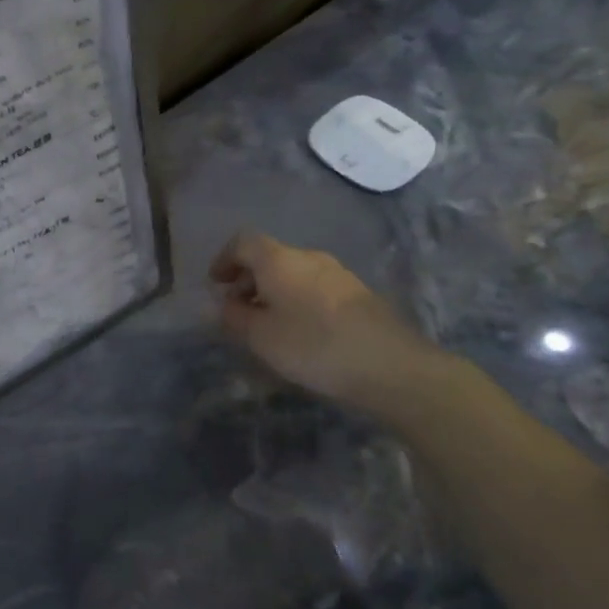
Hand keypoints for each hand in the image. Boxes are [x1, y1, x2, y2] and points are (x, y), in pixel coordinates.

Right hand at [209, 232, 441, 410]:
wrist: (392, 367)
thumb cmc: (313, 345)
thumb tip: (223, 303)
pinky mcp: (359, 294)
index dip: (224, 259)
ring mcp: (338, 274)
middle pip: (270, 256)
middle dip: (248, 278)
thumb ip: (234, 317)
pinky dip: (297, 299)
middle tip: (237, 308)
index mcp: (279, 260)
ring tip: (268, 323)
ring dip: (274, 290)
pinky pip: (315, 287)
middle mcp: (309, 257)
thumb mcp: (260, 337)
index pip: (243, 242)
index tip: (215, 284)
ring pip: (294, 272)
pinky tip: (301, 331)